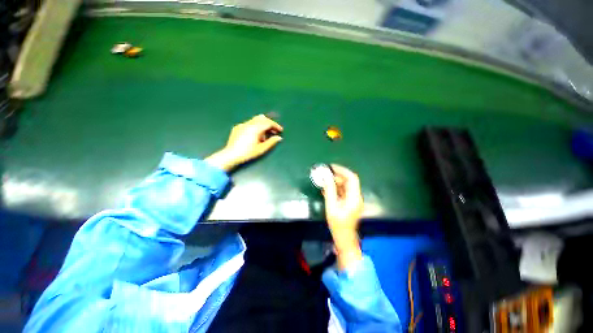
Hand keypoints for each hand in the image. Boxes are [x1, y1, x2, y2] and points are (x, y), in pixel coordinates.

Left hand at [206, 115, 282, 171]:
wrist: (231, 155)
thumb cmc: (247, 153)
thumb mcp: (261, 149)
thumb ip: (271, 142)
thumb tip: (278, 138)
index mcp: (256, 128)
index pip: (268, 122)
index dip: (276, 126)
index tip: (280, 130)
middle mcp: (249, 123)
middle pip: (262, 118)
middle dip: (268, 123)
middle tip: (273, 131)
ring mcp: (242, 125)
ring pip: (254, 120)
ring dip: (261, 124)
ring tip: (263, 134)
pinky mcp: (237, 127)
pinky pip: (248, 124)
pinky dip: (253, 126)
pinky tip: (252, 135)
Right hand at [322, 164, 363, 269]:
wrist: (345, 240)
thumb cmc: (338, 225)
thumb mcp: (331, 207)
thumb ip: (329, 191)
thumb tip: (326, 177)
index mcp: (354, 197)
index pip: (352, 178)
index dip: (342, 170)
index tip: (331, 167)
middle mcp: (357, 198)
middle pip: (349, 182)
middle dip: (338, 176)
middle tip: (325, 174)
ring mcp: (354, 202)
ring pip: (347, 187)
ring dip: (336, 183)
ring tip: (324, 181)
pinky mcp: (351, 206)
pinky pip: (345, 194)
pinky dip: (337, 190)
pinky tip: (327, 190)